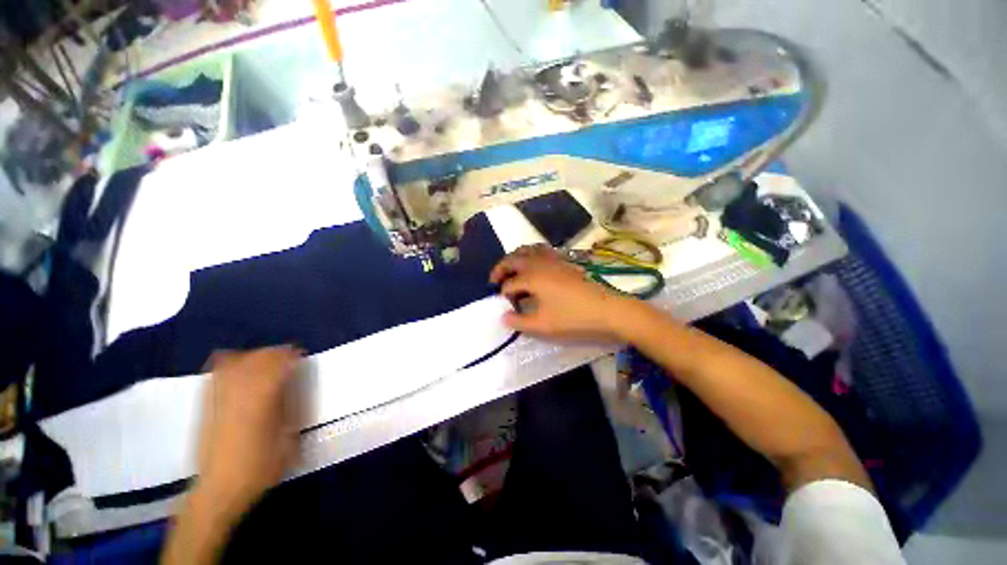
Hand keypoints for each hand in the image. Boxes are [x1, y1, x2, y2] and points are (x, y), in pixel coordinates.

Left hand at [195, 346, 301, 518]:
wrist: (218, 489)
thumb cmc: (260, 466)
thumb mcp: (288, 439)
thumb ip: (293, 408)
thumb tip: (296, 387)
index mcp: (262, 400)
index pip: (279, 364)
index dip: (292, 356)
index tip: (302, 359)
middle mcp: (239, 392)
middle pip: (258, 357)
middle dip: (276, 354)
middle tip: (289, 361)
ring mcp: (218, 396)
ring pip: (238, 361)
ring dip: (255, 357)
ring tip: (267, 364)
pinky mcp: (206, 403)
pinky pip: (217, 372)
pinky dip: (231, 363)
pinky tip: (240, 368)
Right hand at [489, 245, 633, 339]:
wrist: (607, 310)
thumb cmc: (573, 318)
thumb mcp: (543, 325)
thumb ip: (519, 321)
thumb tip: (504, 316)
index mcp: (531, 277)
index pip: (509, 284)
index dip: (503, 294)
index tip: (504, 305)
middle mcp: (539, 263)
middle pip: (513, 259)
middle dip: (501, 268)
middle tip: (494, 280)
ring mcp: (553, 259)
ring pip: (527, 250)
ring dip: (515, 258)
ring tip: (512, 270)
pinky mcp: (564, 261)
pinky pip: (541, 251)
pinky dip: (531, 255)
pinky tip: (534, 266)